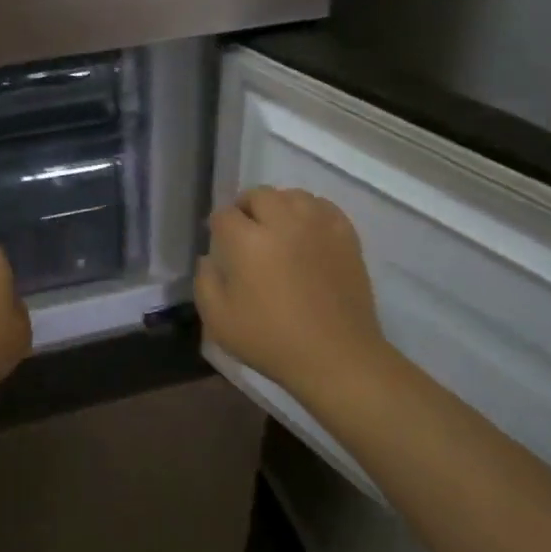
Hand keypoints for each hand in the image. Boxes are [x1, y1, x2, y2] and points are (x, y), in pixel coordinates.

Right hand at [195, 186, 393, 401]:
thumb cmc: (271, 341)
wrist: (335, 356)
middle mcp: (283, 222)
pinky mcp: (345, 235)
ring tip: (277, 228)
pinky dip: (310, 212)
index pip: (224, 214)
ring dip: (278, 206)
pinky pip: (323, 206)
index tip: (219, 242)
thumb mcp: (218, 320)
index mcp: (247, 241)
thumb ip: (205, 282)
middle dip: (246, 208)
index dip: (218, 226)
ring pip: (292, 195)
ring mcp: (318, 226)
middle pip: (259, 195)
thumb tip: (209, 258)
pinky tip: (307, 231)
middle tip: (245, 232)